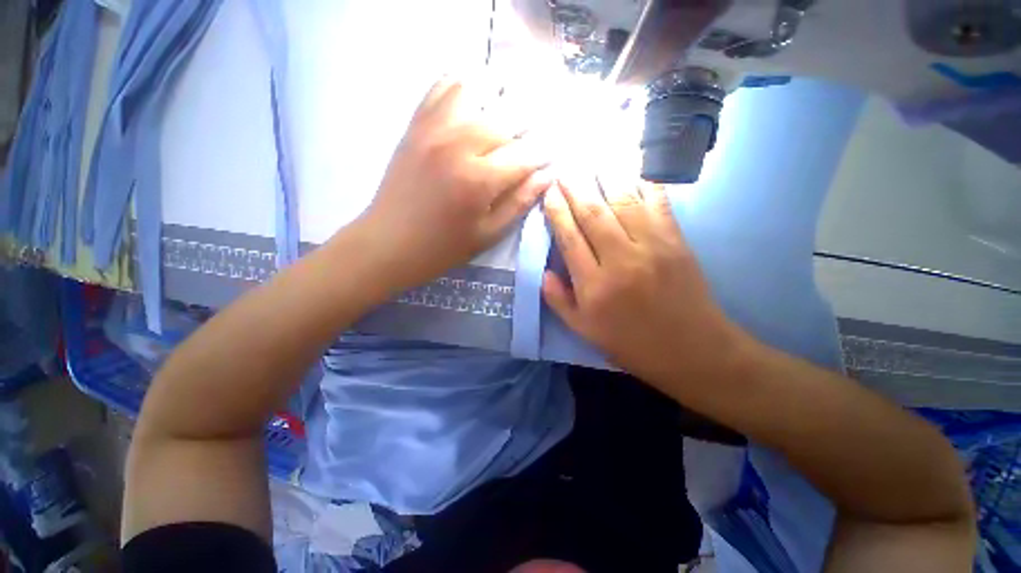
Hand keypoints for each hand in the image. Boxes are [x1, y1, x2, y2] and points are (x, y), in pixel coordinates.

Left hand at [357, 77, 552, 289]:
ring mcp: (434, 128)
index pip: (526, 153)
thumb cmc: (444, 247)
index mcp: (479, 180)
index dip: (544, 153)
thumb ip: (519, 203)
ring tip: (507, 115)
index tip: (550, 157)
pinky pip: (442, 86)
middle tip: (532, 138)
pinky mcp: (416, 124)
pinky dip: (464, 84)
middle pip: (508, 115)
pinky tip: (475, 102)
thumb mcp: (488, 235)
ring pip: (478, 88)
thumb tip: (546, 175)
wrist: (389, 242)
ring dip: (500, 97)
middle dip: (529, 124)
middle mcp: (459, 144)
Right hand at [542, 172, 748, 387]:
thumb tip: (543, 272)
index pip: (569, 238)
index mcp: (594, 286)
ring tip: (591, 160)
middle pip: (592, 214)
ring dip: (604, 177)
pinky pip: (657, 203)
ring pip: (622, 201)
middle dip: (575, 188)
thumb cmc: (631, 343)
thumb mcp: (584, 331)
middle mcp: (620, 260)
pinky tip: (631, 168)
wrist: (691, 350)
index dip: (556, 212)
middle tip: (564, 169)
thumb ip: (559, 301)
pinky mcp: (676, 240)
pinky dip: (643, 182)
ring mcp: (651, 246)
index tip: (549, 192)